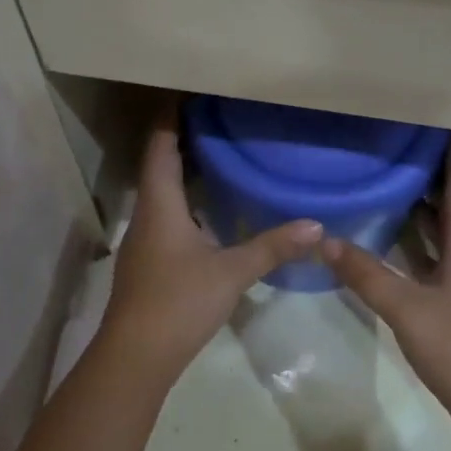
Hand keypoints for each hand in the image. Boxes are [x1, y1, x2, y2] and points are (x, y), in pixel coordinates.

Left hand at [93, 107, 323, 389]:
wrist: (135, 357)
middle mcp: (146, 214)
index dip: (170, 118)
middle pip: (158, 164)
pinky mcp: (148, 261)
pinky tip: (208, 209)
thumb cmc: (178, 302)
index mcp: (160, 205)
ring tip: (215, 154)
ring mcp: (144, 240)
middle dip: (180, 138)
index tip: (187, 93)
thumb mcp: (231, 272)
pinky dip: (184, 200)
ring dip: (181, 170)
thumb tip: (315, 225)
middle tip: (214, 118)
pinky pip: (165, 215)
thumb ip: (272, 247)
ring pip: (161, 192)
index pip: (161, 147)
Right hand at [320, 135, 450, 450]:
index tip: (441, 121)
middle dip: (434, 174)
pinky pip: (442, 258)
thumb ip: (367, 275)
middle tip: (399, 148)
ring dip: (426, 208)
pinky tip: (395, 244)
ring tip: (392, 184)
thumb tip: (326, 241)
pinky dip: (421, 244)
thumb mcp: (407, 310)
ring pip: (449, 232)